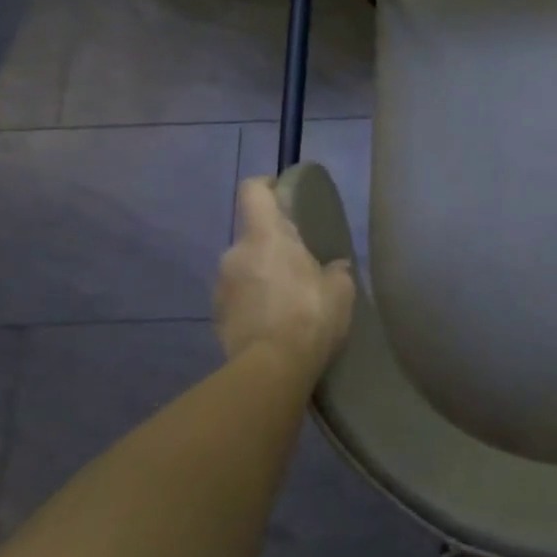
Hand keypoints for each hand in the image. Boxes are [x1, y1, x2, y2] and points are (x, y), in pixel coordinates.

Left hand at [214, 178, 354, 368]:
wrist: (271, 371)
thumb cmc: (309, 316)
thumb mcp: (340, 289)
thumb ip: (335, 270)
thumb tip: (334, 267)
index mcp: (266, 236)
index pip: (253, 191)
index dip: (266, 185)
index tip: (282, 193)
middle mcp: (235, 253)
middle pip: (253, 234)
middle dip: (273, 245)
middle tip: (300, 264)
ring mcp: (221, 286)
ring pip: (244, 267)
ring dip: (261, 275)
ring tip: (288, 299)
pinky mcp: (216, 317)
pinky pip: (238, 297)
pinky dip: (253, 302)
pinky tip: (274, 322)